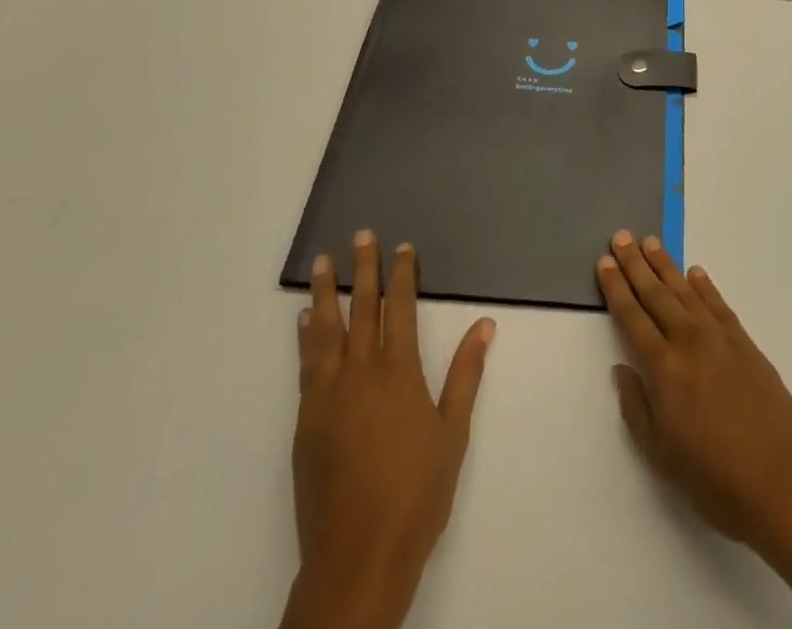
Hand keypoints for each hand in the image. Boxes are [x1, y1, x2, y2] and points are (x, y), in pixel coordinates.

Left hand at [284, 231, 495, 628]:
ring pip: (326, 330)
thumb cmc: (416, 493)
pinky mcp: (306, 420)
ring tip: (323, 262)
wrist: (357, 555)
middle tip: (360, 235)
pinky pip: (306, 364)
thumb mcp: (453, 432)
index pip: (400, 308)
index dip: (402, 275)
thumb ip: (466, 373)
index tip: (401, 247)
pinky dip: (306, 336)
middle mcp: (361, 373)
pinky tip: (306, 319)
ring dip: (326, 292)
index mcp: (399, 372)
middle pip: (362, 308)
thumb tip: (485, 325)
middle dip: (363, 269)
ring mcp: (328, 395)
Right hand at [596, 230, 791, 547]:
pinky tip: (695, 273)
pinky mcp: (745, 342)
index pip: (631, 317)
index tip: (604, 261)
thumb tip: (622, 367)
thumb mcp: (661, 455)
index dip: (616, 288)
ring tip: (650, 242)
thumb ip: (636, 407)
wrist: (784, 481)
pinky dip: (704, 285)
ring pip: (685, 290)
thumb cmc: (715, 478)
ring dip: (665, 265)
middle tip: (622, 236)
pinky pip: (718, 303)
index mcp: (663, 368)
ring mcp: (719, 337)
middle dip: (635, 264)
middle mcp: (688, 341)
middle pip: (655, 294)